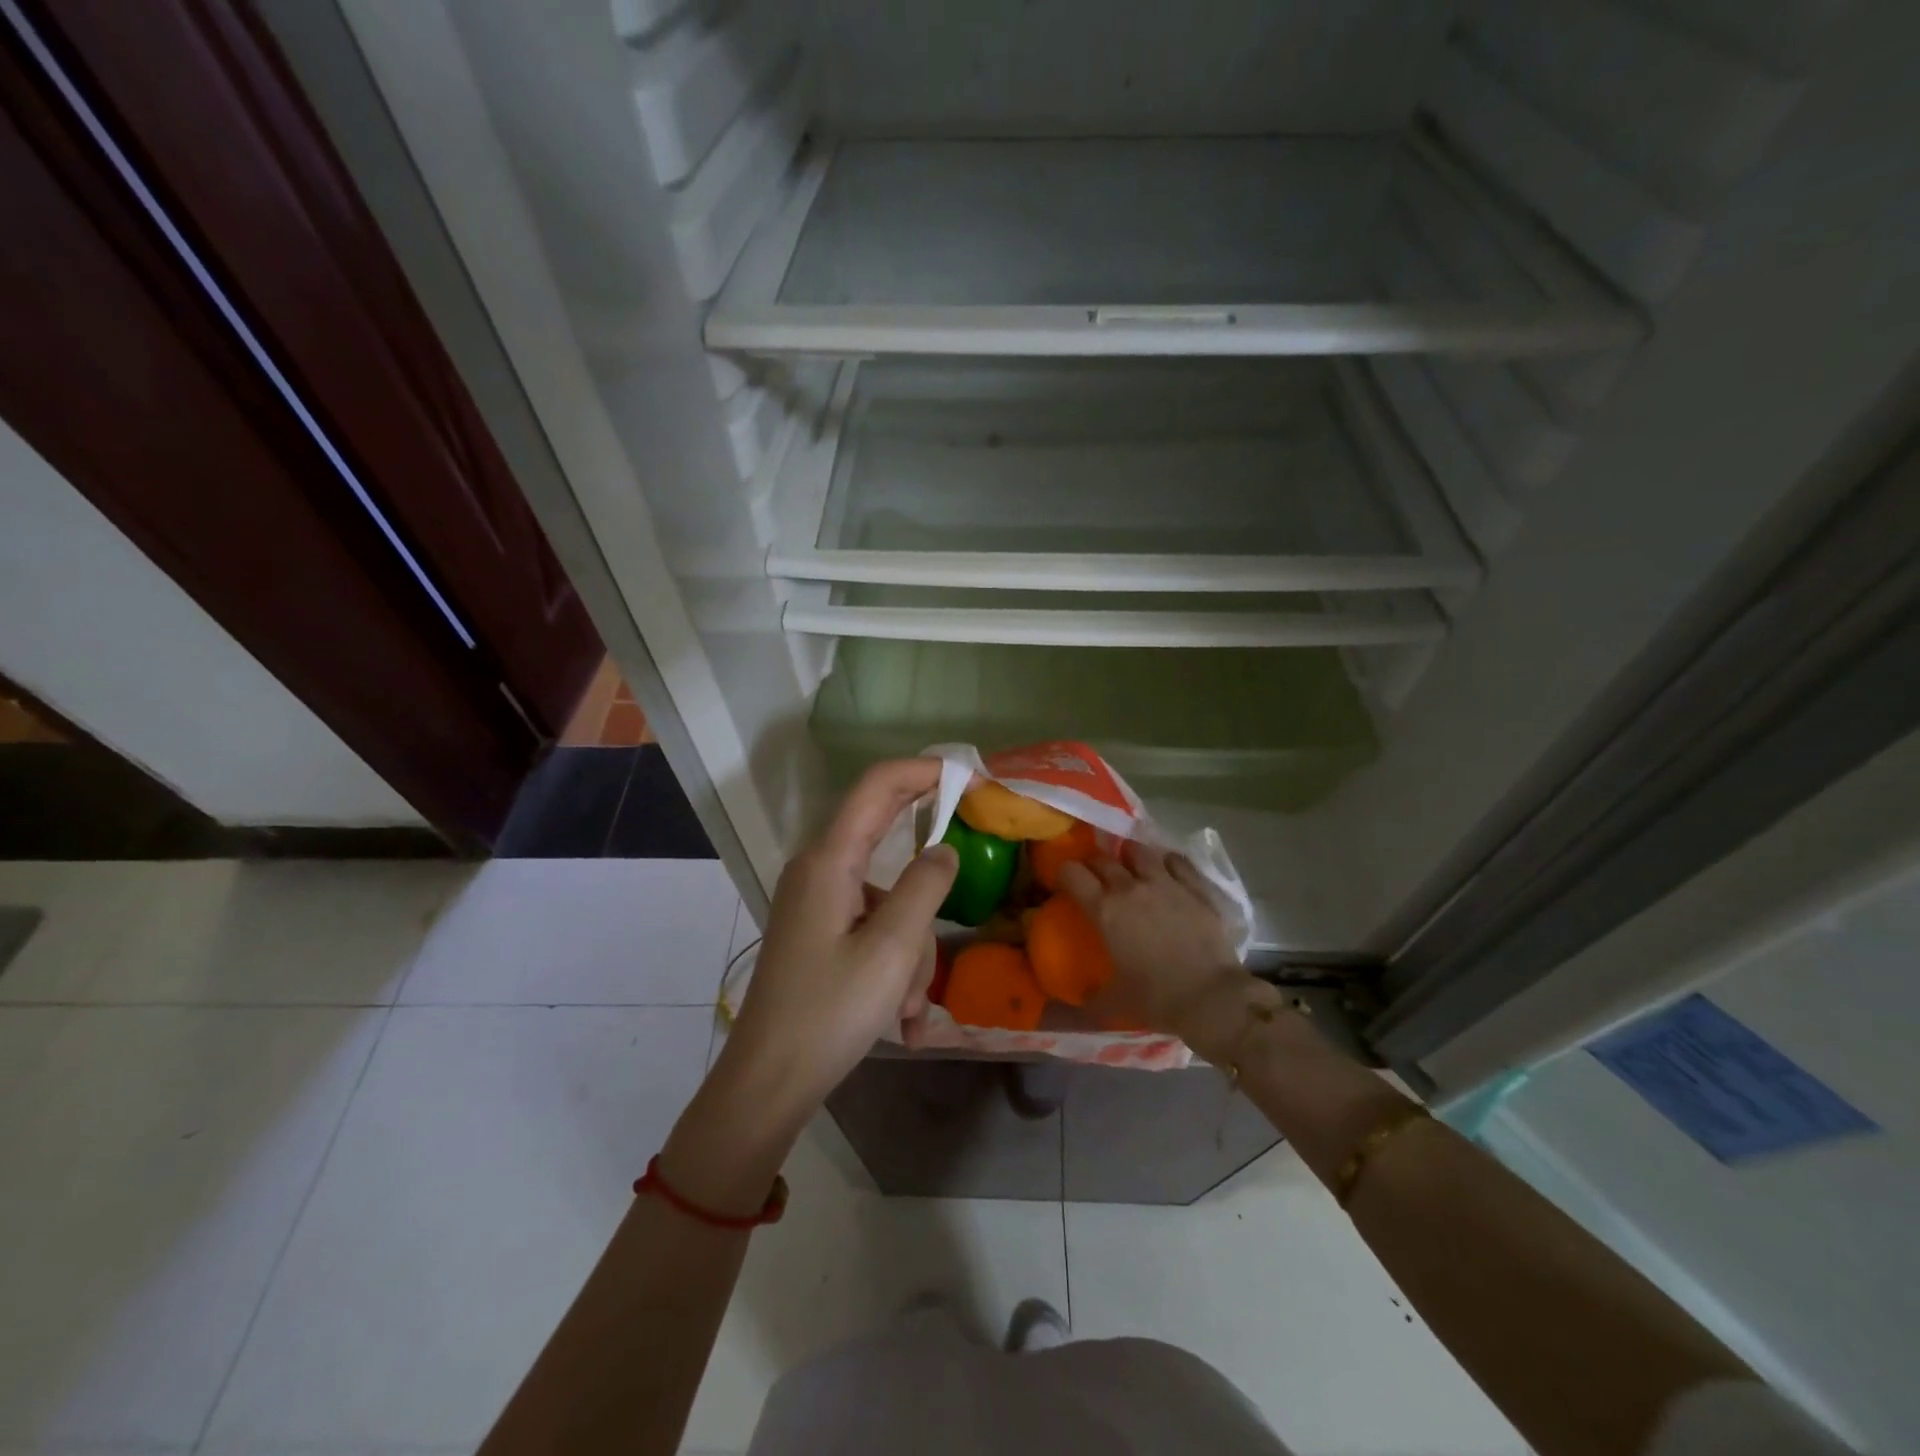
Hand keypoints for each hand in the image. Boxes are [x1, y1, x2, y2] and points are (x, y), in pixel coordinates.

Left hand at [721, 758, 957, 1118]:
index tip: (974, 781)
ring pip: (889, 900)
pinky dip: (895, 964)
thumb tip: (945, 849)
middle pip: (888, 844)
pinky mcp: (820, 931)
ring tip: (911, 1010)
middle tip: (963, 890)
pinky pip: (873, 929)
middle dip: (928, 887)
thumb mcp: (891, 950)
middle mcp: (819, 870)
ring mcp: (818, 902)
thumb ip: (925, 888)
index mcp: (829, 861)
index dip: (926, 771)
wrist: (768, 1082)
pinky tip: (902, 1021)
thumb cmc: (829, 1013)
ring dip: (912, 949)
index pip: (879, 785)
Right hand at [1059, 842, 1245, 1040]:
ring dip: (1130, 855)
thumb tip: (1076, 1000)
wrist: (1212, 997)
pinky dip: (1167, 862)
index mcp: (1105, 910)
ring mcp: (1166, 883)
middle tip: (1094, 876)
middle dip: (1093, 864)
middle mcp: (1131, 888)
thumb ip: (1092, 997)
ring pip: (1140, 851)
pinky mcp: (1196, 887)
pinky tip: (1167, 868)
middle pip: (1103, 860)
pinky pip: (1177, 861)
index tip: (1064, 881)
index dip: (1064, 873)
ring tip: (1130, 864)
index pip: (1073, 874)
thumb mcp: (1115, 1001)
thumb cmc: (1157, 998)